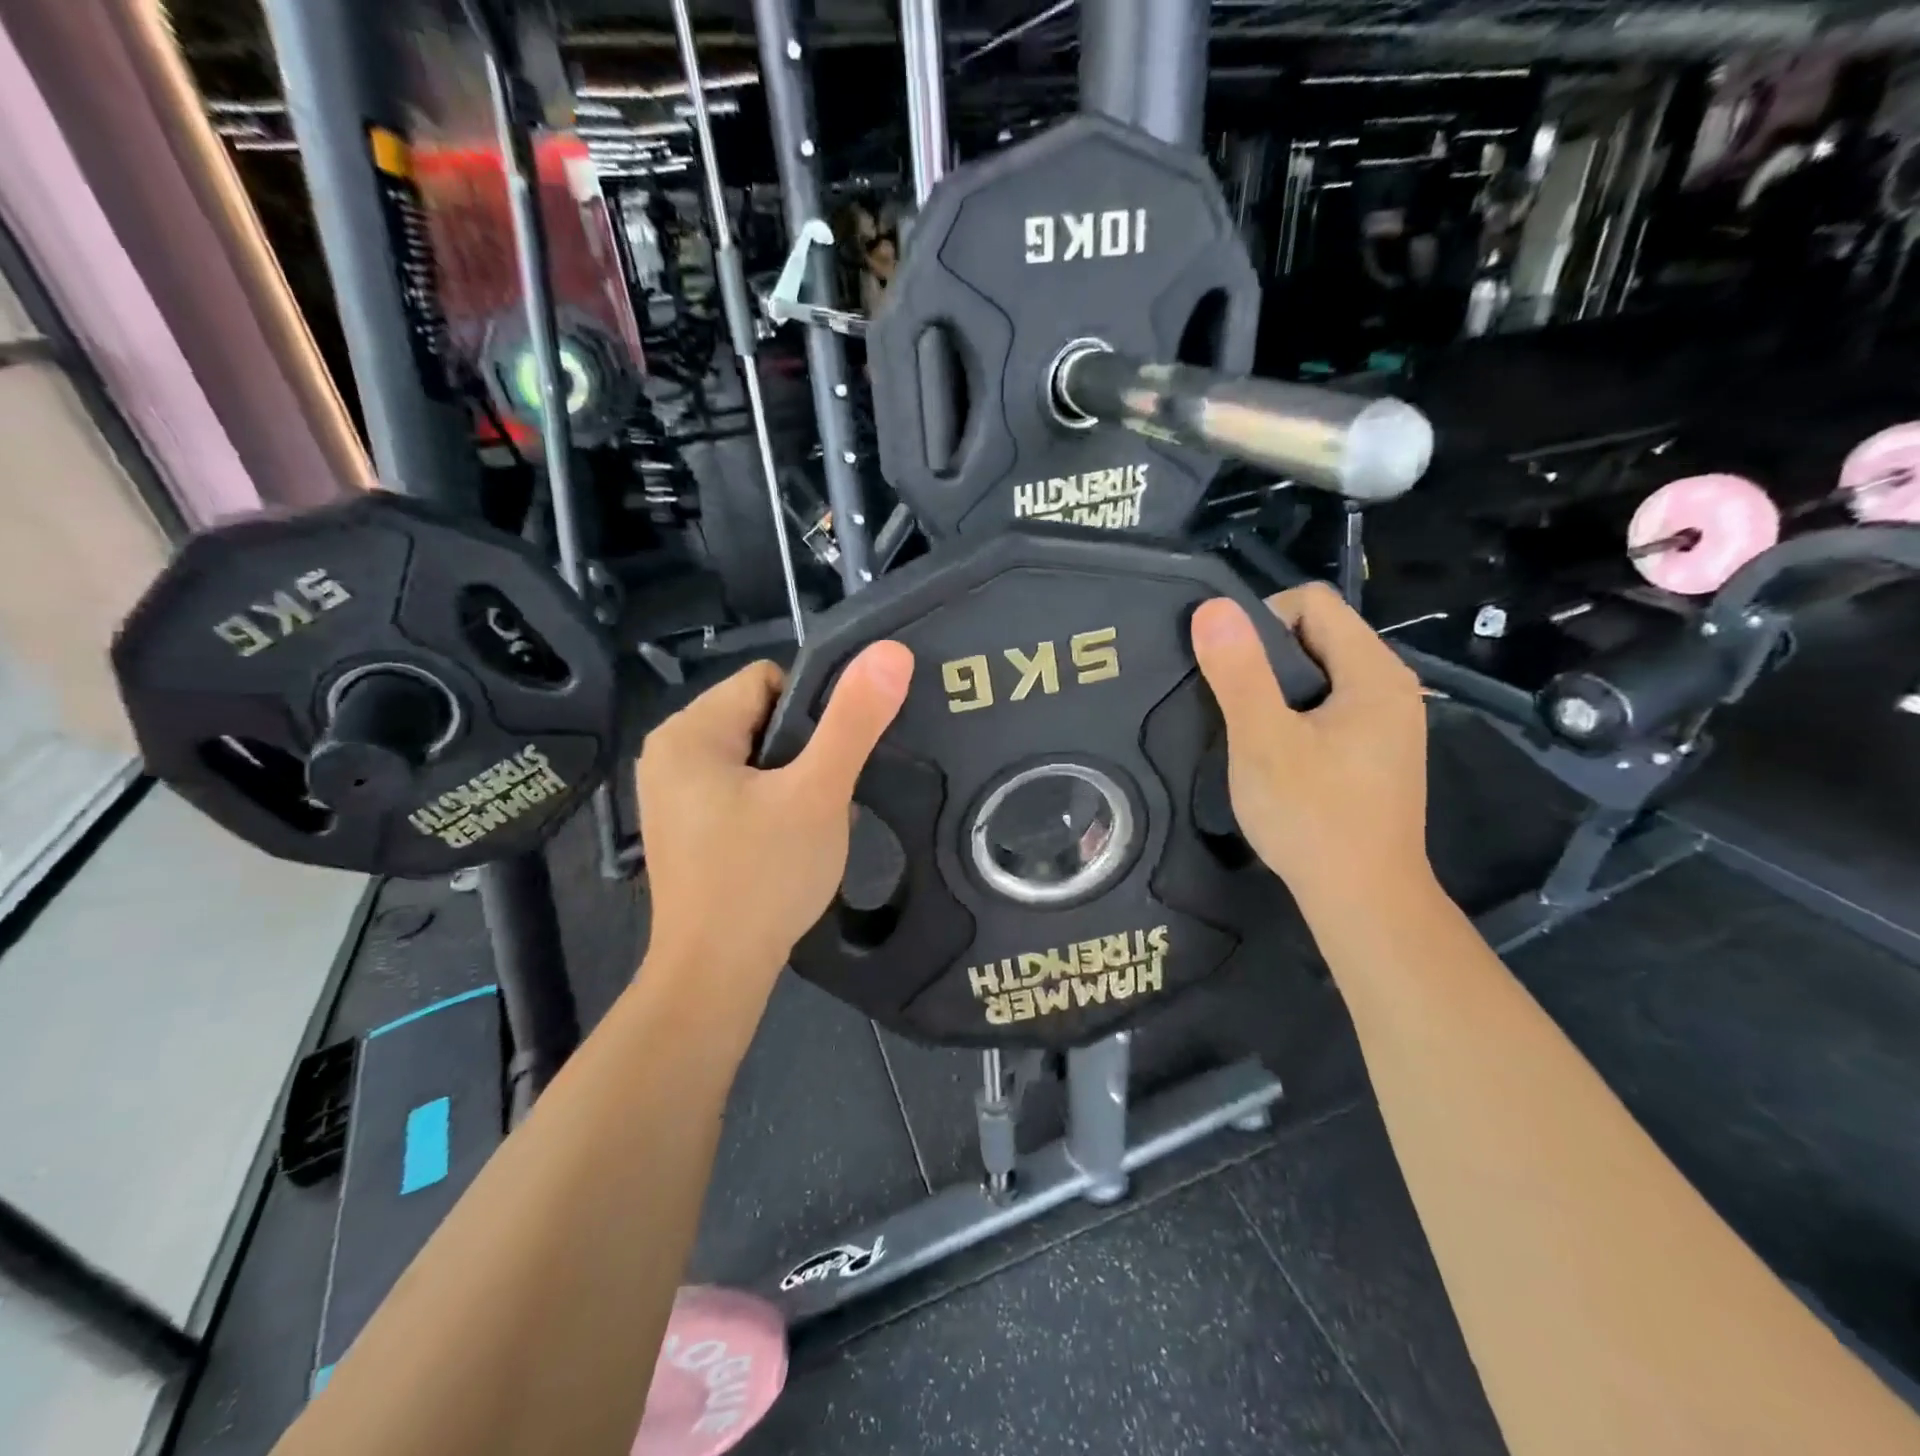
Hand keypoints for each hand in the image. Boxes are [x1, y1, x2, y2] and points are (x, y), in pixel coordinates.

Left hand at [636, 643, 913, 982]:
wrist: (716, 974)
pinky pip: (740, 788)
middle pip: (761, 717)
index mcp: (689, 731)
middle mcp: (669, 752)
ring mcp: (672, 792)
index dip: (813, 712)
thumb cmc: (764, 877)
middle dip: (804, 751)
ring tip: (811, 822)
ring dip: (792, 779)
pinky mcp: (684, 824)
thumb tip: (890, 651)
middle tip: (825, 798)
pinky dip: (771, 803)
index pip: (768, 680)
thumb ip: (854, 720)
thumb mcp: (818, 793)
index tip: (832, 761)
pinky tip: (787, 841)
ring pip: (755, 755)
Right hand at [1191, 584, 1431, 916]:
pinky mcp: (1377, 753)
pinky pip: (1329, 708)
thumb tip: (1212, 607)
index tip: (1230, 671)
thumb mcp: (1263, 741)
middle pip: (1318, 636)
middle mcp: (1391, 687)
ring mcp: (1388, 723)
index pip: (1313, 603)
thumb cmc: (1312, 816)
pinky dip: (1294, 716)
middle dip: (1265, 658)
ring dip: (1276, 690)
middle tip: (1230, 704)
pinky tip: (1274, 755)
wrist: (1363, 900)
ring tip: (1246, 730)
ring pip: (1320, 675)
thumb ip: (1239, 671)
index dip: (1261, 620)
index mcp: (1374, 673)